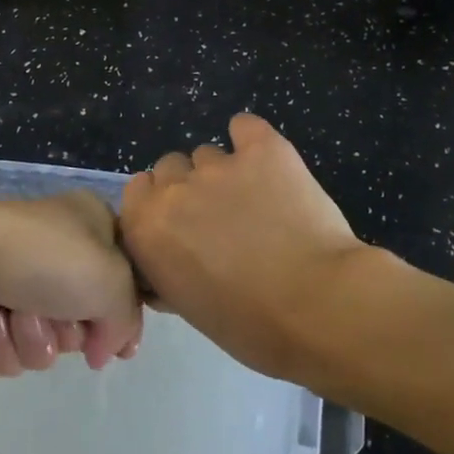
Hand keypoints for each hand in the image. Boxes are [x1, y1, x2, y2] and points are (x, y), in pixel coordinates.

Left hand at [0, 192, 143, 376]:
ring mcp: (19, 281)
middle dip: (68, 330)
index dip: (123, 319)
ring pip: (46, 342)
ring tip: (16, 314)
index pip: (123, 281)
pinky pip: (11, 350)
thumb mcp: (113, 282)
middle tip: (58, 317)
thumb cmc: (47, 258)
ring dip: (34, 337)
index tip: (119, 348)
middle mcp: (58, 253)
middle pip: (84, 320)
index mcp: (93, 226)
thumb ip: (126, 320)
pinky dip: (4, 343)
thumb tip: (104, 350)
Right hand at [120, 114, 364, 378]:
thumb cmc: (251, 325)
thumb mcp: (189, 307)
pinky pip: (245, 127)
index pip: (136, 194)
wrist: (318, 306)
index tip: (182, 229)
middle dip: (188, 189)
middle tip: (220, 220)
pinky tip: (268, 163)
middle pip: (169, 168)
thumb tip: (169, 263)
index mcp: (146, 229)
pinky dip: (251, 140)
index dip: (159, 209)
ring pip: (208, 155)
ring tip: (256, 202)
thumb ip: (166, 272)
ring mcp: (219, 166)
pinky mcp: (264, 149)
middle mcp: (174, 189)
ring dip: (223, 174)